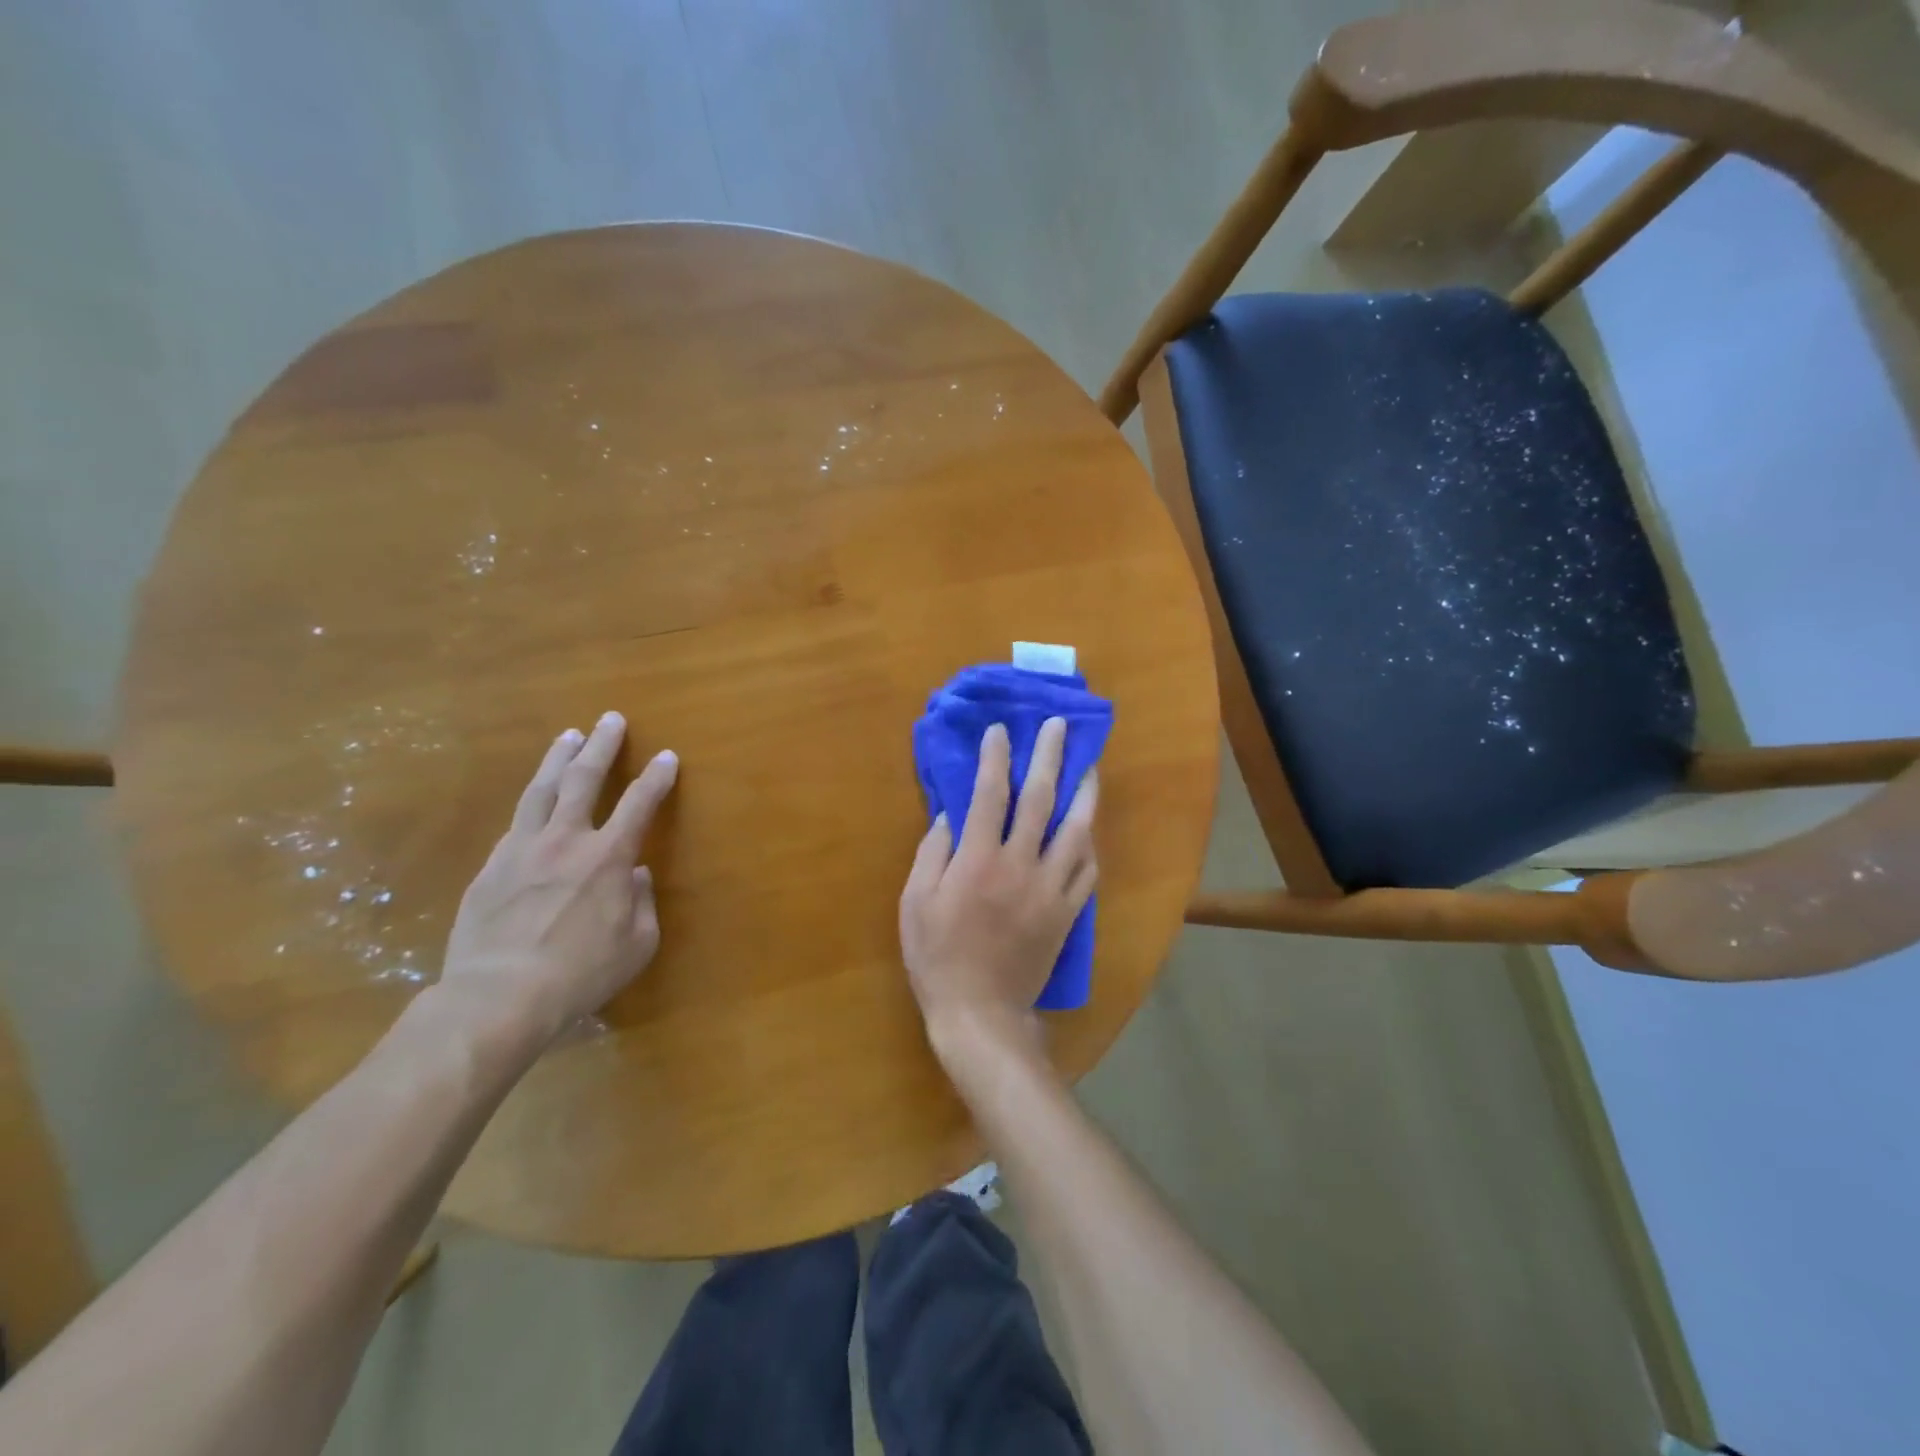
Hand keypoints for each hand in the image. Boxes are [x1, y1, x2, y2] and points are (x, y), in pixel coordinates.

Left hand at [441, 711, 677, 1042]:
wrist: (499, 997)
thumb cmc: (581, 973)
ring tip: (568, 736)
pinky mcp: (490, 868)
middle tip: (610, 719)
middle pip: (583, 778)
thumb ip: (642, 903)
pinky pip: (516, 825)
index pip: (639, 803)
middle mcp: (566, 840)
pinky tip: (534, 802)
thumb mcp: (637, 944)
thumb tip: (636, 875)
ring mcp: (522, 850)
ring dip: (558, 759)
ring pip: (541, 790)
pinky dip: (532, 805)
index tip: (667, 756)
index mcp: (608, 857)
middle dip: (602, 746)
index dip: (656, 777)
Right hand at [899, 718, 1096, 1071]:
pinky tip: (1090, 829)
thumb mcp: (914, 903)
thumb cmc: (938, 957)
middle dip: (1050, 757)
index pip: (991, 794)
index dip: (997, 758)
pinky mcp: (1067, 913)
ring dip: (1086, 793)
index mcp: (978, 860)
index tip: (1001, 730)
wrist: (981, 1013)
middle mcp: (1020, 865)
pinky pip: (1086, 871)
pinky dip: (1089, 844)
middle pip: (1040, 800)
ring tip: (1091, 766)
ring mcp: (1050, 889)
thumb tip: (950, 816)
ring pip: (1077, 830)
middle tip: (1059, 726)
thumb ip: (931, 853)